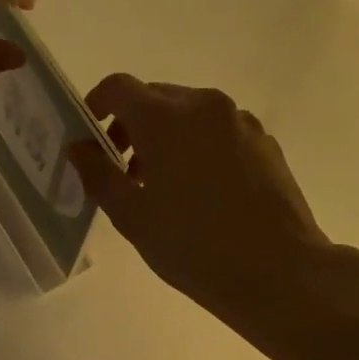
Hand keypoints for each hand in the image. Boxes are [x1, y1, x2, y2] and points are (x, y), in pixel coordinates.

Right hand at [68, 75, 336, 323]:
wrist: (280, 271)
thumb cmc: (193, 245)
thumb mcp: (132, 216)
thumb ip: (98, 174)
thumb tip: (78, 147)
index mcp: (166, 117)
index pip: (119, 87)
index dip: (96, 104)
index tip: (90, 135)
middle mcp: (204, 106)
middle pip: (155, 98)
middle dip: (131, 126)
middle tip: (123, 171)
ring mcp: (240, 122)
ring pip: (189, 115)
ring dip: (166, 137)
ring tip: (162, 187)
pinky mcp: (265, 143)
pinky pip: (218, 131)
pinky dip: (198, 147)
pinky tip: (202, 193)